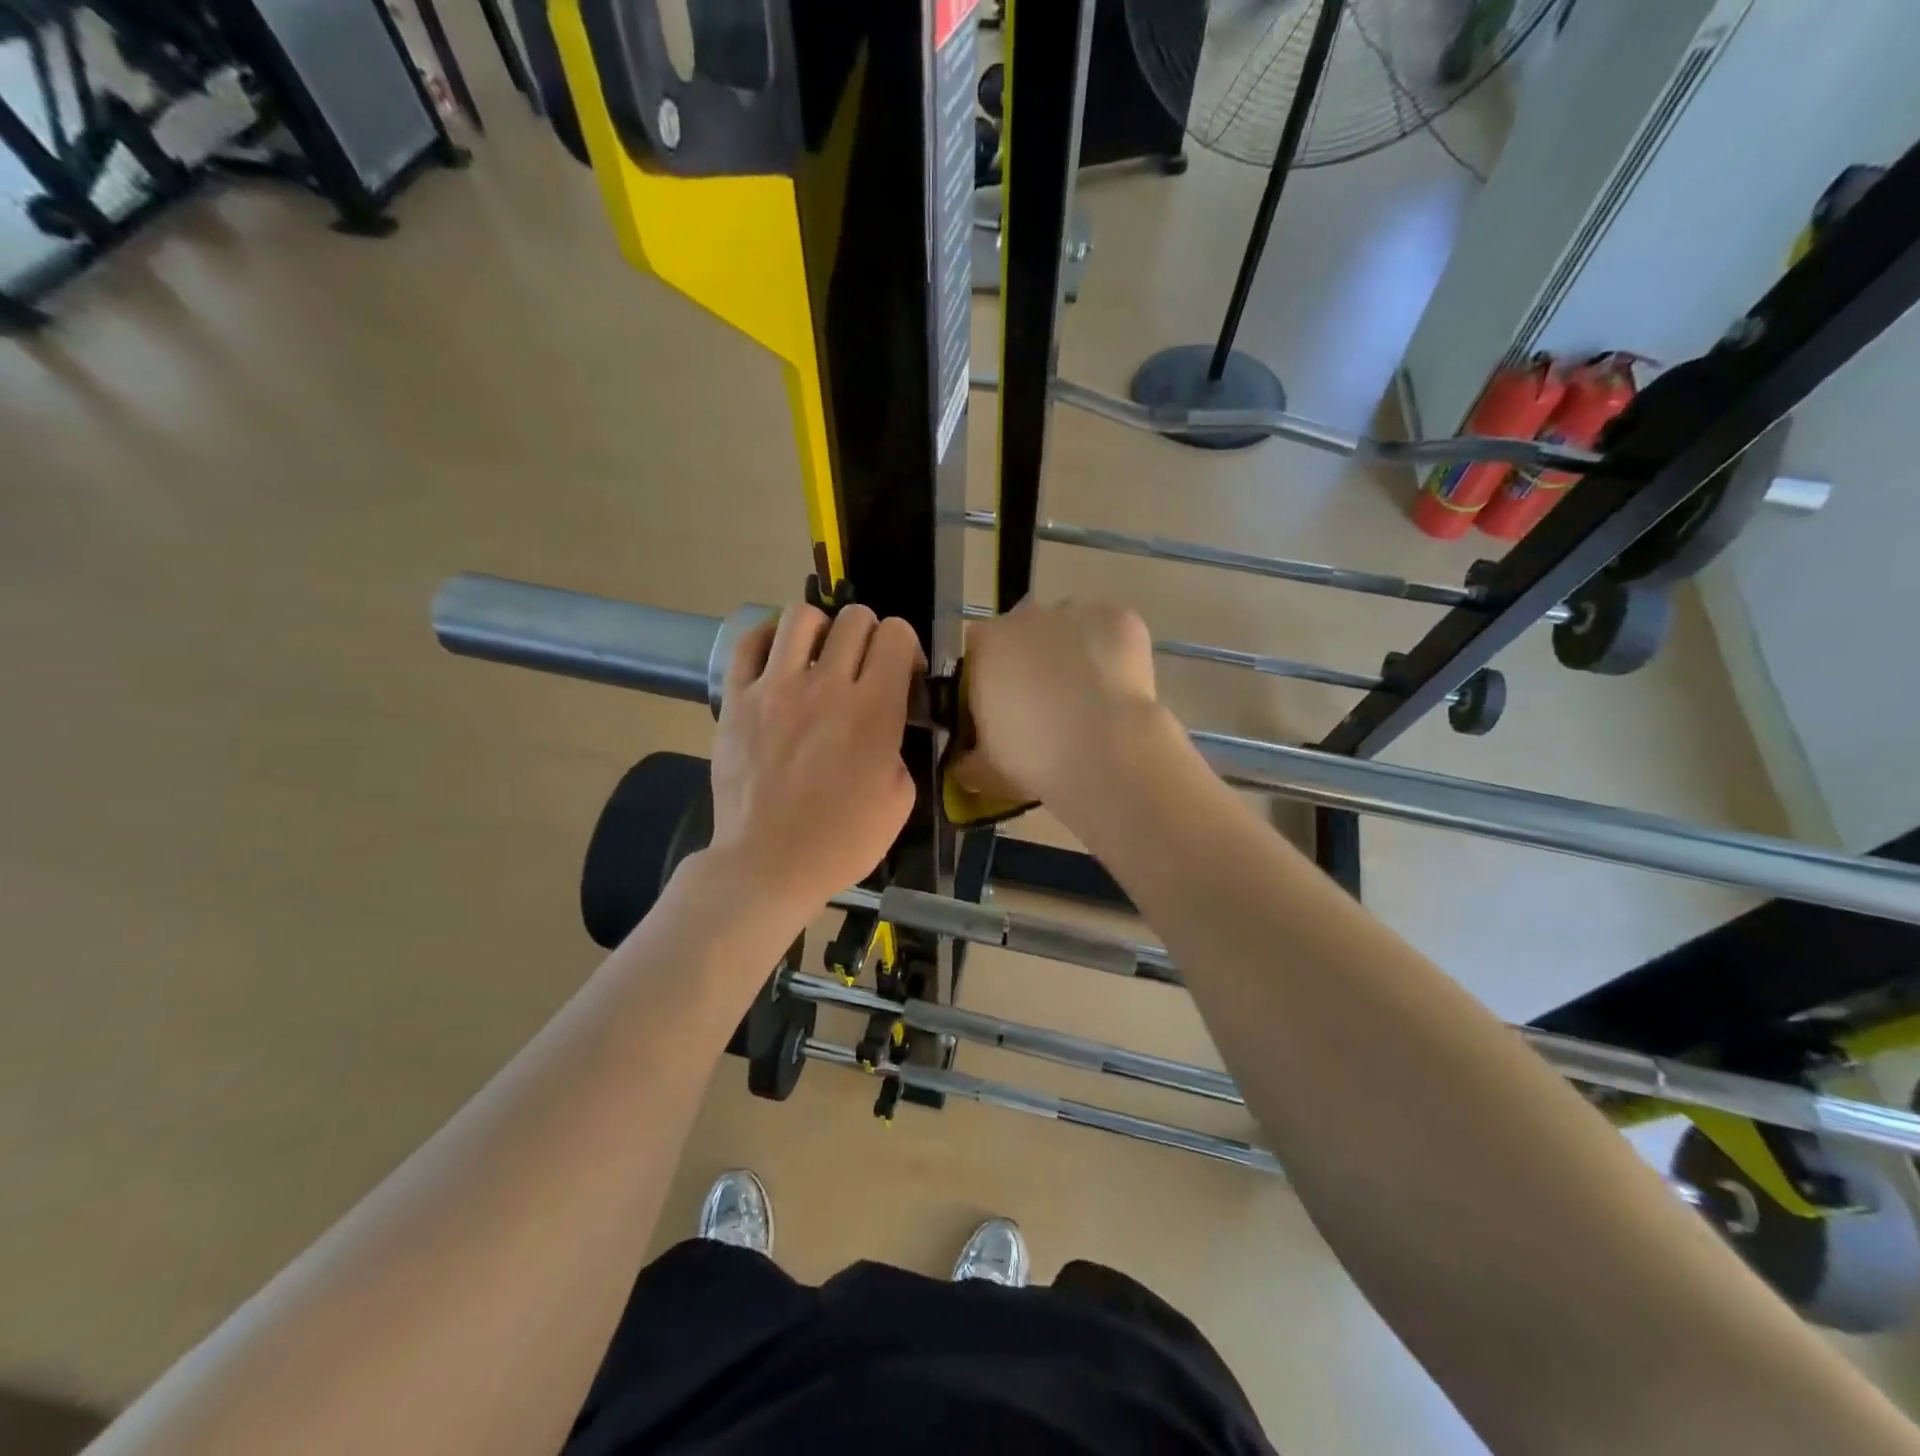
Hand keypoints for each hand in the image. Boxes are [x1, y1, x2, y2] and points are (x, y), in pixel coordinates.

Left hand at [707, 603, 920, 918]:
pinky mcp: (737, 699)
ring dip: (821, 629)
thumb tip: (886, 721)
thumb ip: (898, 745)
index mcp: (875, 710)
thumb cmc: (842, 841)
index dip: (906, 647)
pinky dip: (769, 639)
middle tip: (863, 667)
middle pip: (856, 618)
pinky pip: (750, 643)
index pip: (897, 635)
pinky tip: (779, 658)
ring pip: (801, 616)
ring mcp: (775, 688)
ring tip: (819, 657)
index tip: (902, 674)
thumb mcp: (900, 799)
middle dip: (870, 635)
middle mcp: (827, 686)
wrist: (769, 864)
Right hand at [955, 599, 1166, 803]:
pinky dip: (1113, 656)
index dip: (991, 678)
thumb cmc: (1032, 759)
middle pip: (1026, 634)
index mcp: (987, 644)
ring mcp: (1077, 613)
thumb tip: (965, 765)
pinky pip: (1112, 635)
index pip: (980, 650)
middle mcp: (1028, 617)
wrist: (1104, 754)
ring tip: (1087, 701)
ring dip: (1073, 655)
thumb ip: (969, 760)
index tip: (1002, 709)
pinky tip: (1118, 691)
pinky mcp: (1121, 619)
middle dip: (1033, 663)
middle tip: (1046, 708)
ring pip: (1070, 630)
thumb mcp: (985, 771)